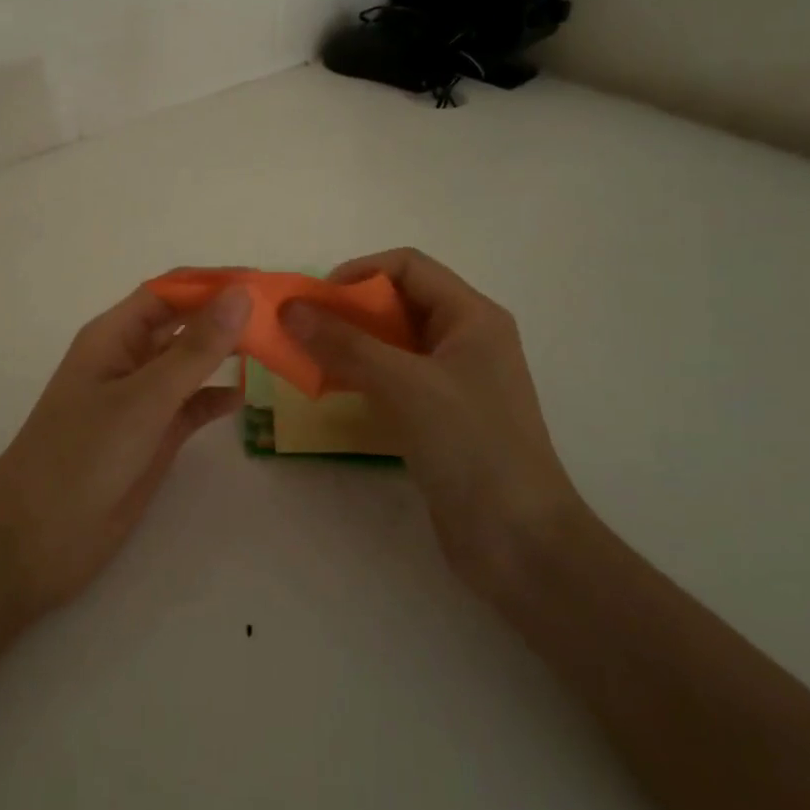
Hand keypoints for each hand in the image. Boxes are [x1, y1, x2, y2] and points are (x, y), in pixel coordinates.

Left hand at [0, 281, 251, 613]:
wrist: (38, 538)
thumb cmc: (83, 454)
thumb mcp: (143, 397)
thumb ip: (195, 349)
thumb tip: (241, 295)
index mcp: (114, 336)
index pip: (168, 292)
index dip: (212, 282)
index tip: (263, 283)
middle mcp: (129, 359)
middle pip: (183, 323)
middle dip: (225, 317)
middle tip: (282, 318)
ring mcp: (141, 400)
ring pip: (190, 364)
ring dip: (226, 355)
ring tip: (274, 350)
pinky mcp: (152, 436)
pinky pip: (191, 406)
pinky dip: (215, 399)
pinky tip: (244, 398)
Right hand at [281, 248, 582, 598]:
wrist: (520, 542)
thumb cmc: (472, 446)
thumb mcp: (406, 385)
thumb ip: (345, 344)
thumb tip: (290, 309)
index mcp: (472, 317)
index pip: (408, 266)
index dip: (359, 272)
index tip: (315, 300)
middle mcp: (464, 339)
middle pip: (397, 302)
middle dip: (347, 310)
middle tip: (302, 331)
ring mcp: (453, 380)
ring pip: (391, 343)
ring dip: (349, 344)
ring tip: (307, 359)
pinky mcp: (440, 416)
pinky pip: (393, 379)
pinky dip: (360, 376)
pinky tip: (331, 390)